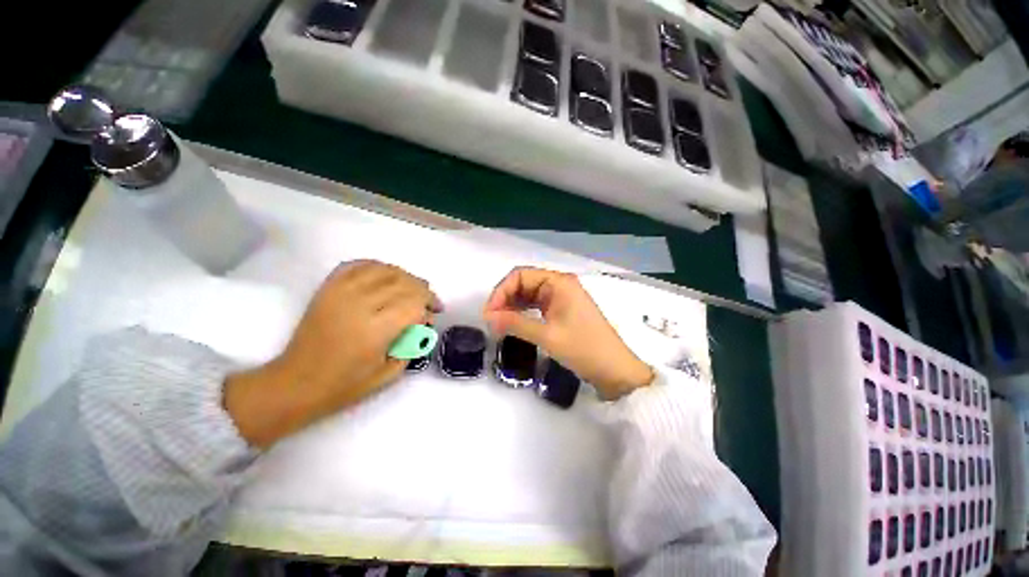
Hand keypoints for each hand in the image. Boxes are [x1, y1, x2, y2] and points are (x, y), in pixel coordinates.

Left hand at [225, 261, 441, 447]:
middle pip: (403, 283)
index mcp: (375, 330)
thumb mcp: (389, 373)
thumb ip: (413, 345)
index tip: (434, 313)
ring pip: (384, 270)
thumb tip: (424, 323)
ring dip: (405, 277)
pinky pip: (358, 265)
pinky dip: (377, 267)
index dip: (430, 305)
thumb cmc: (344, 384)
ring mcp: (340, 293)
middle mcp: (359, 305)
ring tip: (411, 288)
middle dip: (423, 290)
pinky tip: (386, 276)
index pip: (414, 303)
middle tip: (429, 302)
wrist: (296, 383)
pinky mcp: (328, 289)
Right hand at [483, 267, 652, 399]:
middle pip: (524, 283)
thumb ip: (515, 323)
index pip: (520, 275)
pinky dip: (523, 313)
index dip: (501, 291)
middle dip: (505, 299)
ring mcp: (562, 297)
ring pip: (529, 295)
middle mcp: (560, 284)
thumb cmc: (584, 349)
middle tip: (492, 321)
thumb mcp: (547, 336)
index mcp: (558, 282)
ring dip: (512, 306)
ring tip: (499, 324)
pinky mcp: (563, 310)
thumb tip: (487, 317)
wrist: (615, 371)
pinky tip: (514, 324)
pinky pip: (537, 305)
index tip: (489, 314)